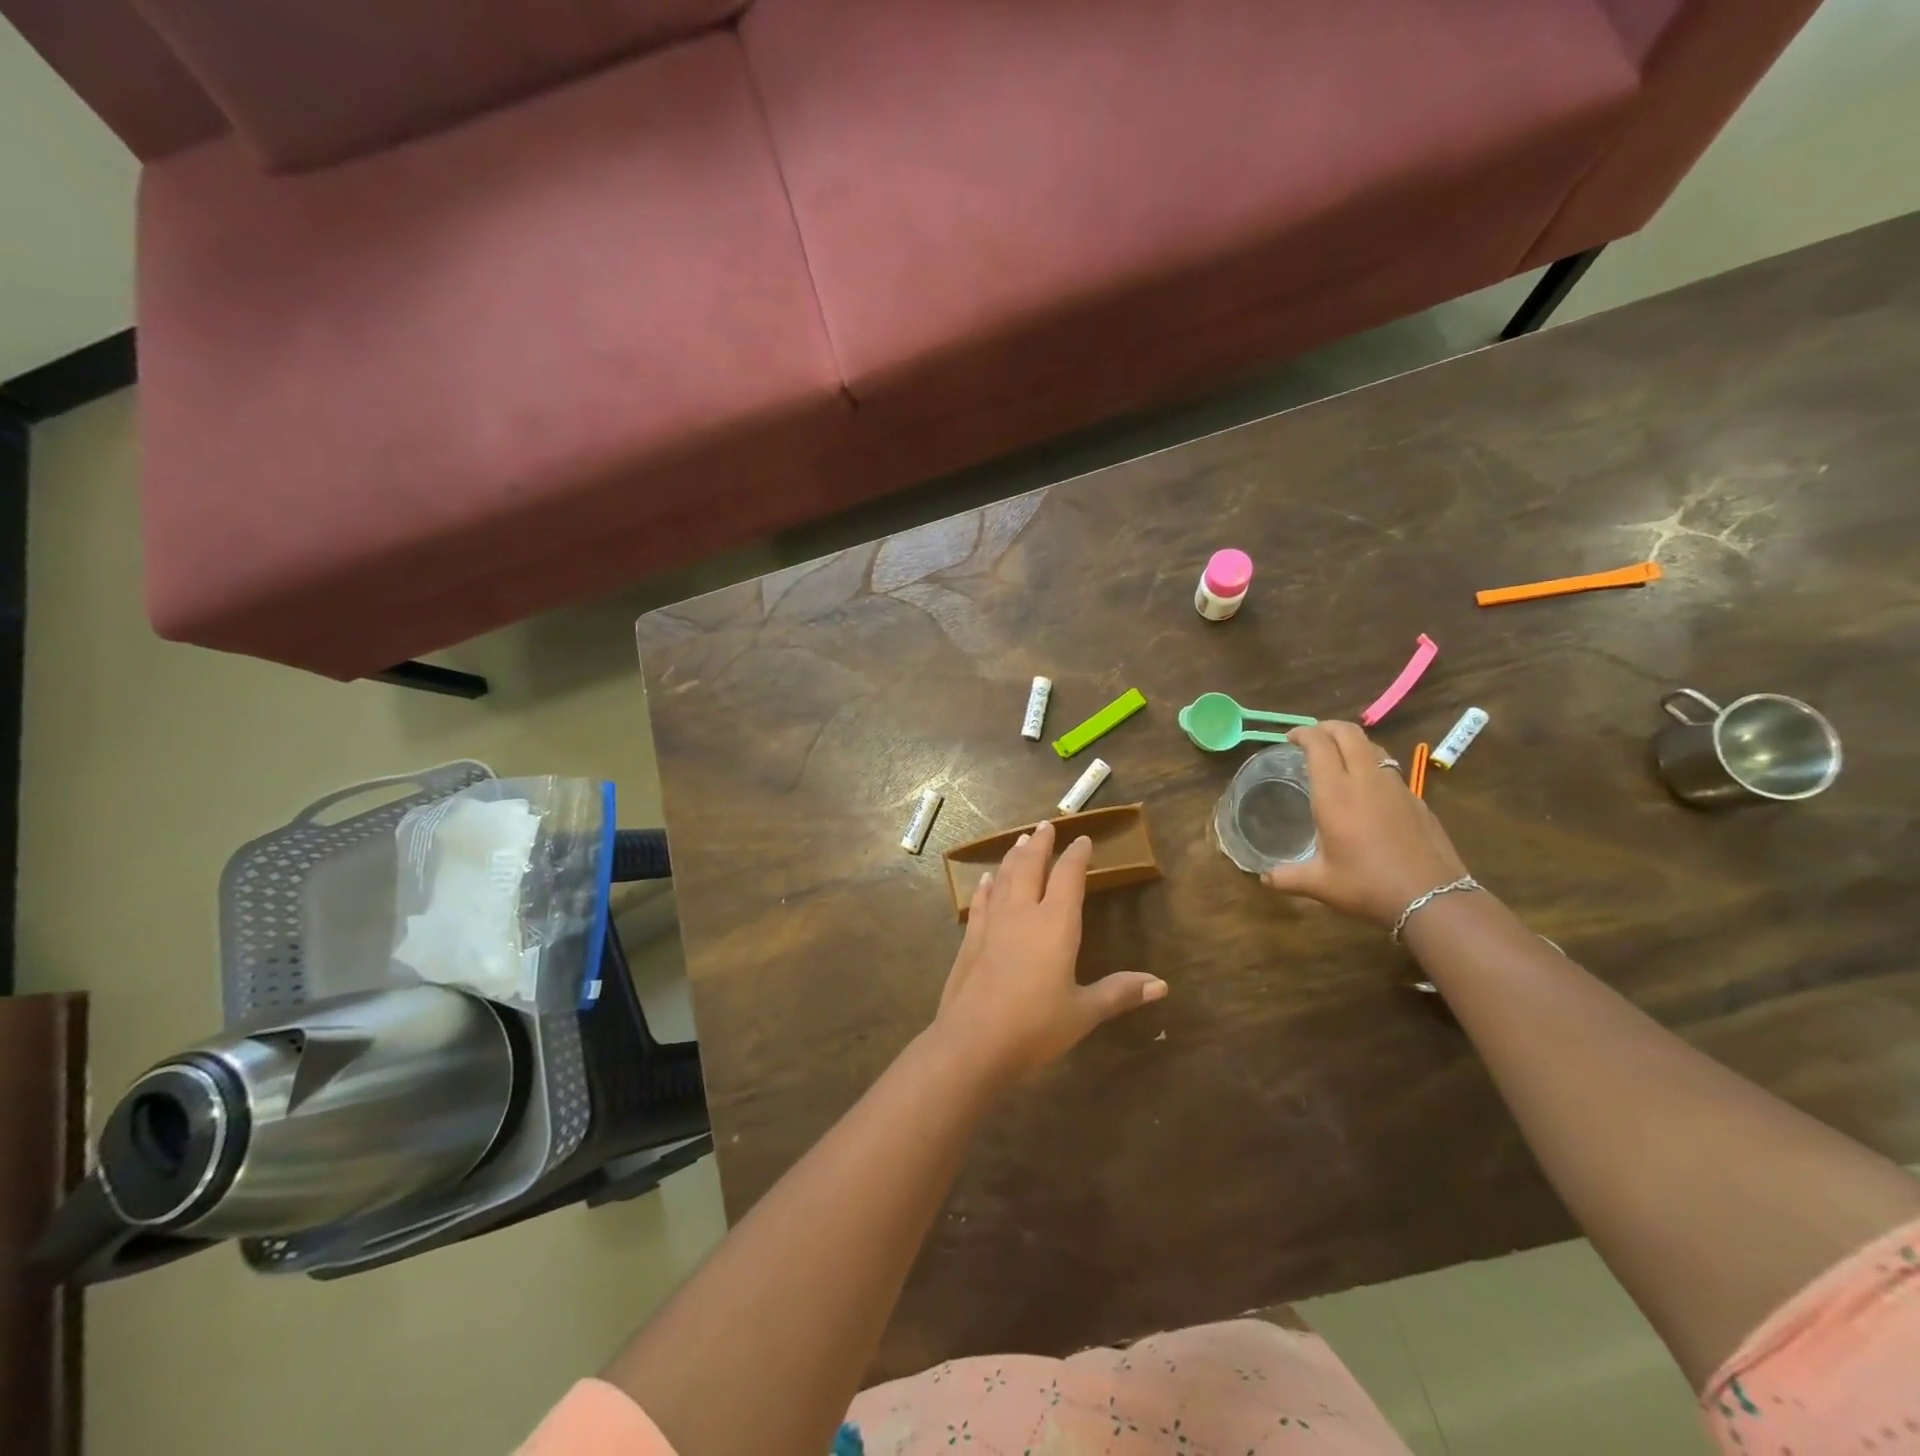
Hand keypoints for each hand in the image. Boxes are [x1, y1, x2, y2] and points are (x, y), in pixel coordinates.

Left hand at [932, 819, 1166, 1081]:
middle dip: (1040, 844)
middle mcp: (1023, 913)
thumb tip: (1161, 985)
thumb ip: (1119, 993)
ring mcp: (992, 923)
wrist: (973, 1042)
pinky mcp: (970, 939)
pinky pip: (981, 901)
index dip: (1077, 855)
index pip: (1069, 876)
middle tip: (1045, 826)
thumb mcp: (1083, 1012)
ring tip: (1019, 841)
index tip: (1083, 839)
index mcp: (1056, 924)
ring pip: (1004, 878)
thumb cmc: (1036, 1027)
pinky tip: (986, 880)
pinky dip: (986, 886)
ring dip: (1013, 856)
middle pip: (1031, 865)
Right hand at [1261, 721, 1471, 928]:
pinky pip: (1390, 769)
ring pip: (1373, 747)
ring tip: (1339, 757)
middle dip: (1327, 727)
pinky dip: (1372, 765)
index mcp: (1335, 793)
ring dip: (1352, 743)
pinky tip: (1368, 789)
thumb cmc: (1368, 886)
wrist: (1433, 898)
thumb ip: (1287, 877)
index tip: (1290, 738)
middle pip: (1349, 733)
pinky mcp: (1417, 800)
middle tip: (1312, 737)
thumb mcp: (1320, 884)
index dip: (1303, 733)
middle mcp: (1365, 780)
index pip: (1319, 744)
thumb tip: (1264, 878)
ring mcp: (1396, 787)